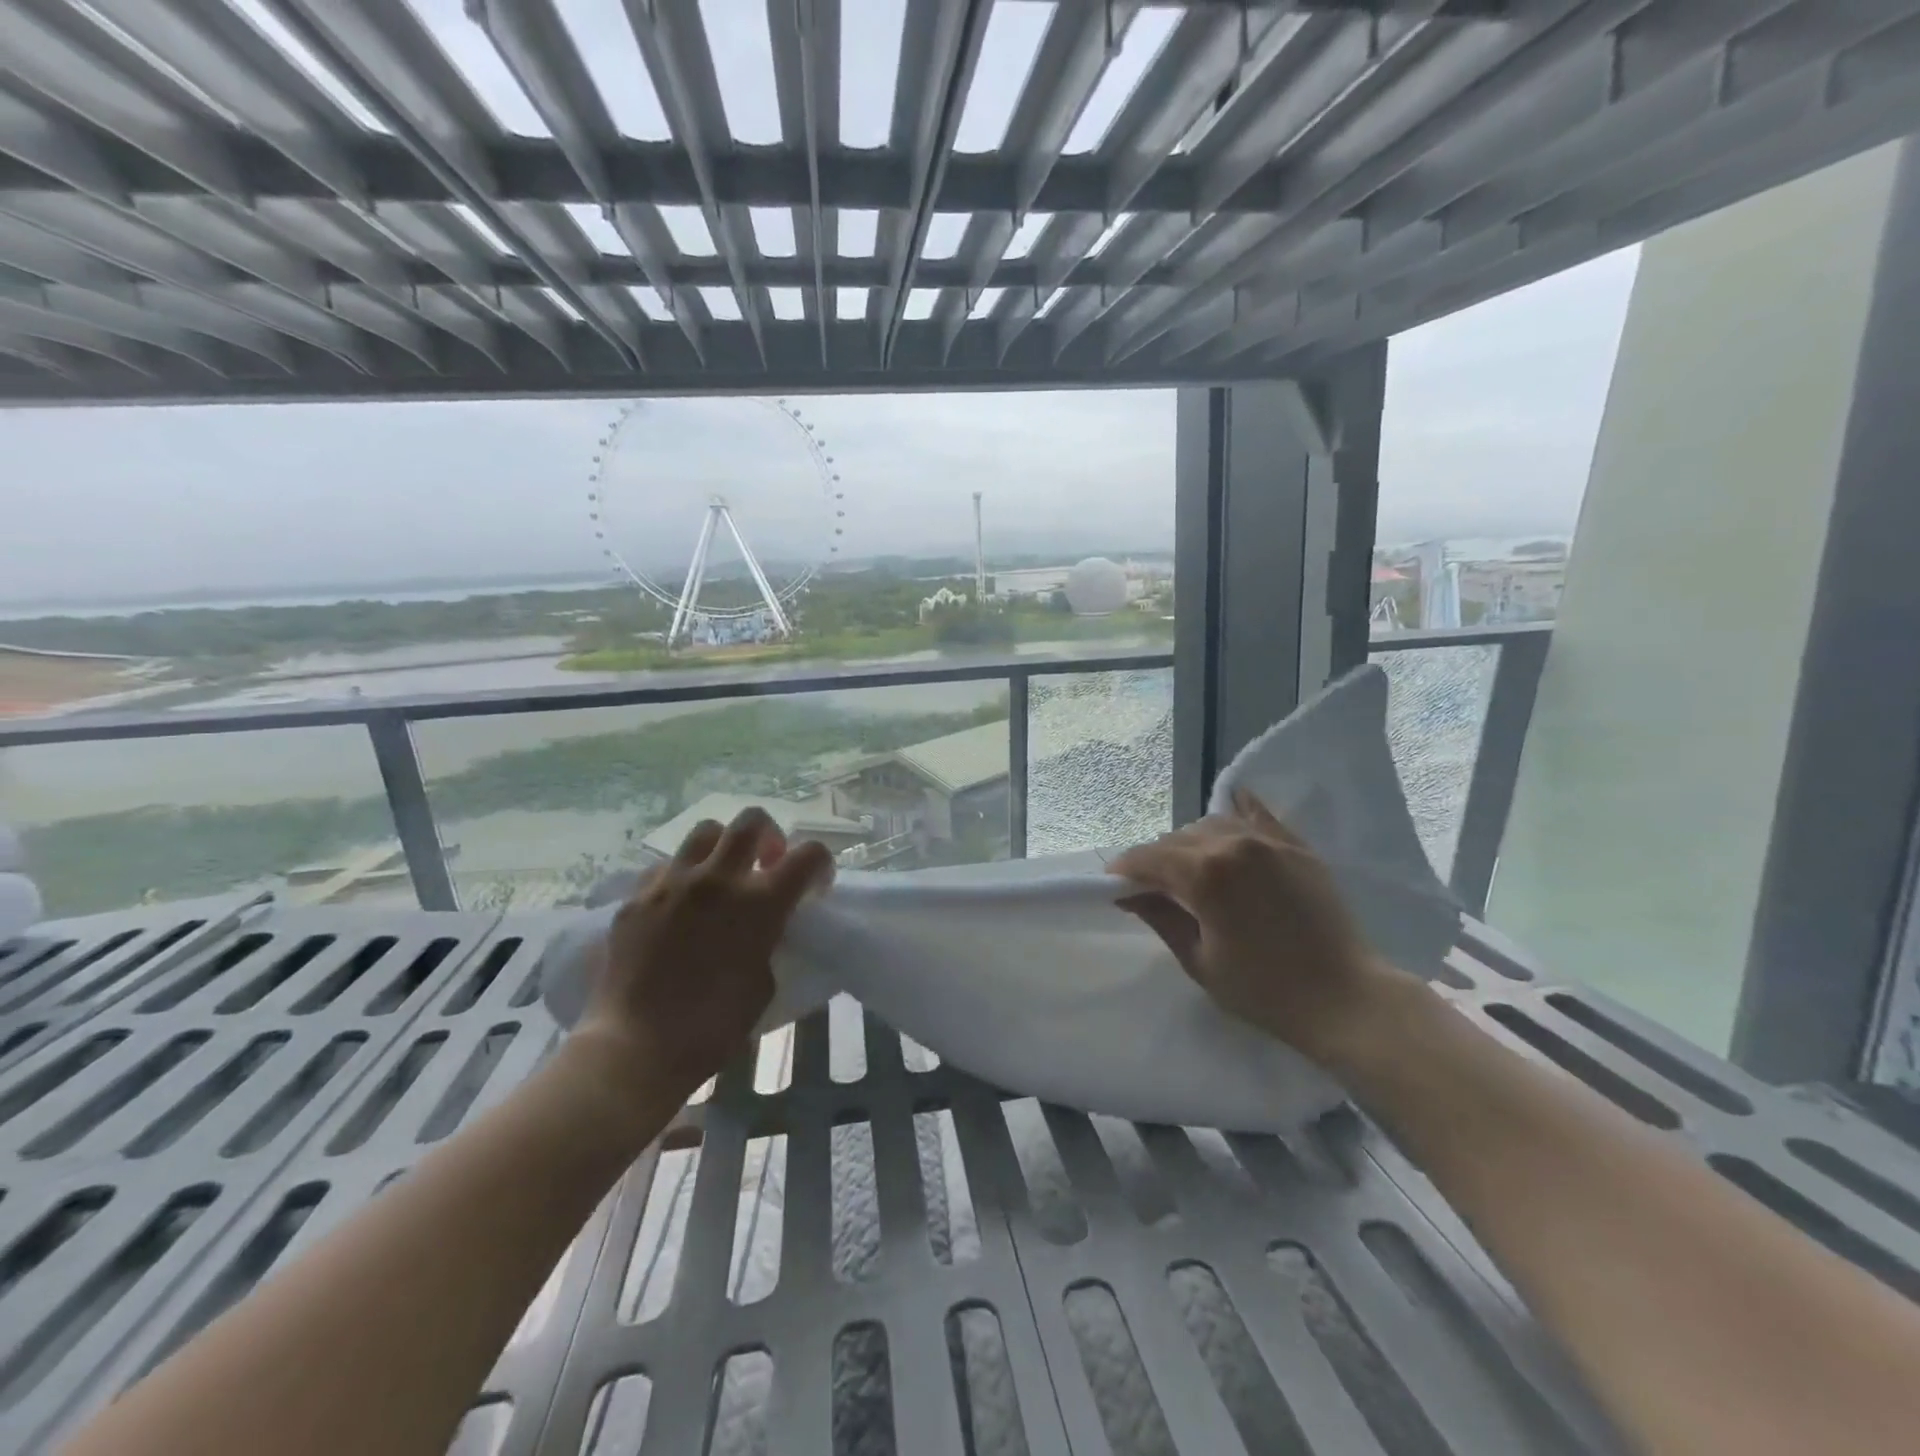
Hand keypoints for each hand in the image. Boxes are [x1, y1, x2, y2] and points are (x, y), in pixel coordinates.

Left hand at [576, 807, 833, 1107]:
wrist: (635, 1047)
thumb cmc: (712, 1027)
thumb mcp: (763, 983)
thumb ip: (768, 941)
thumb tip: (763, 928)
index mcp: (760, 903)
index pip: (809, 854)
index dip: (820, 864)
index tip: (814, 886)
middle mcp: (718, 879)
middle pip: (752, 821)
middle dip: (769, 836)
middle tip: (766, 866)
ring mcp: (672, 883)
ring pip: (705, 832)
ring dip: (722, 848)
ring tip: (719, 879)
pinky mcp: (637, 897)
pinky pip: (665, 867)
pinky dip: (681, 877)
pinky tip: (678, 907)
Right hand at [1110, 790, 1411, 1064]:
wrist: (1346, 1000)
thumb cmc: (1264, 991)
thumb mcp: (1199, 960)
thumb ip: (1160, 917)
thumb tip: (1129, 894)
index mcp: (1205, 874)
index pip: (1147, 858)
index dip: (1124, 871)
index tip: (1113, 887)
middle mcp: (1233, 843)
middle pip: (1177, 839)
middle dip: (1157, 860)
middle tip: (1151, 887)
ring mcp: (1269, 840)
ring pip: (1212, 824)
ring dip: (1192, 841)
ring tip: (1192, 866)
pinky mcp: (1296, 846)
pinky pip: (1258, 815)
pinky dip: (1238, 811)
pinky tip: (1230, 808)